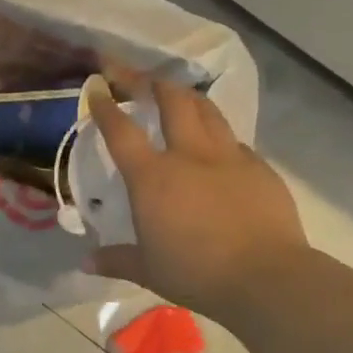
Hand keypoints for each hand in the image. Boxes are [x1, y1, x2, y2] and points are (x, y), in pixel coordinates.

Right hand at [87, 82, 309, 324]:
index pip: (122, 131)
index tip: (97, 86)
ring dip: (187, 96)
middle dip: (150, 81)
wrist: (265, 277)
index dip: (106, 105)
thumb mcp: (148, 270)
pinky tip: (219, 146)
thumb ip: (116, 259)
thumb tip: (86, 262)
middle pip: (171, 100)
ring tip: (177, 94)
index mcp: (153, 177)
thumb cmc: (197, 273)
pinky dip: (219, 135)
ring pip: (207, 110)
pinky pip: (235, 141)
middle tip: (137, 75)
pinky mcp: (260, 167)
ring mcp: (229, 157)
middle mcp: (189, 155)